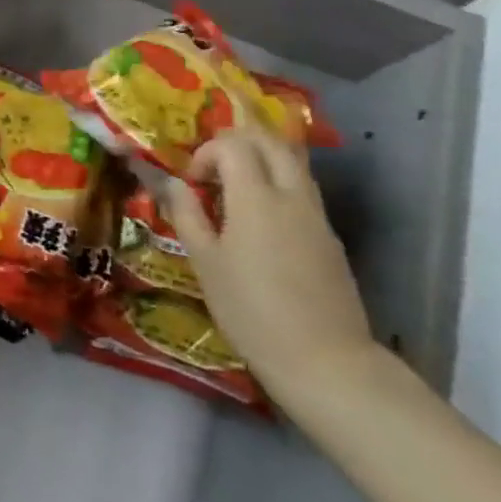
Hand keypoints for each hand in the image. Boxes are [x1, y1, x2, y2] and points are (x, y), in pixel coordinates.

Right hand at [167, 128, 377, 404]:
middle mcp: (292, 196)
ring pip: (292, 162)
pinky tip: (258, 218)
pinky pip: (302, 189)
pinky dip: (277, 183)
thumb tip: (171, 183)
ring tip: (233, 188)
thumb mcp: (204, 262)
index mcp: (257, 198)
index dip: (207, 153)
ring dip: (261, 159)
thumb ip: (187, 214)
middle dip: (237, 141)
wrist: (324, 359)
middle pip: (271, 141)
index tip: (191, 182)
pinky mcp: (329, 237)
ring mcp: (317, 216)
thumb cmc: (250, 309)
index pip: (233, 145)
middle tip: (212, 167)